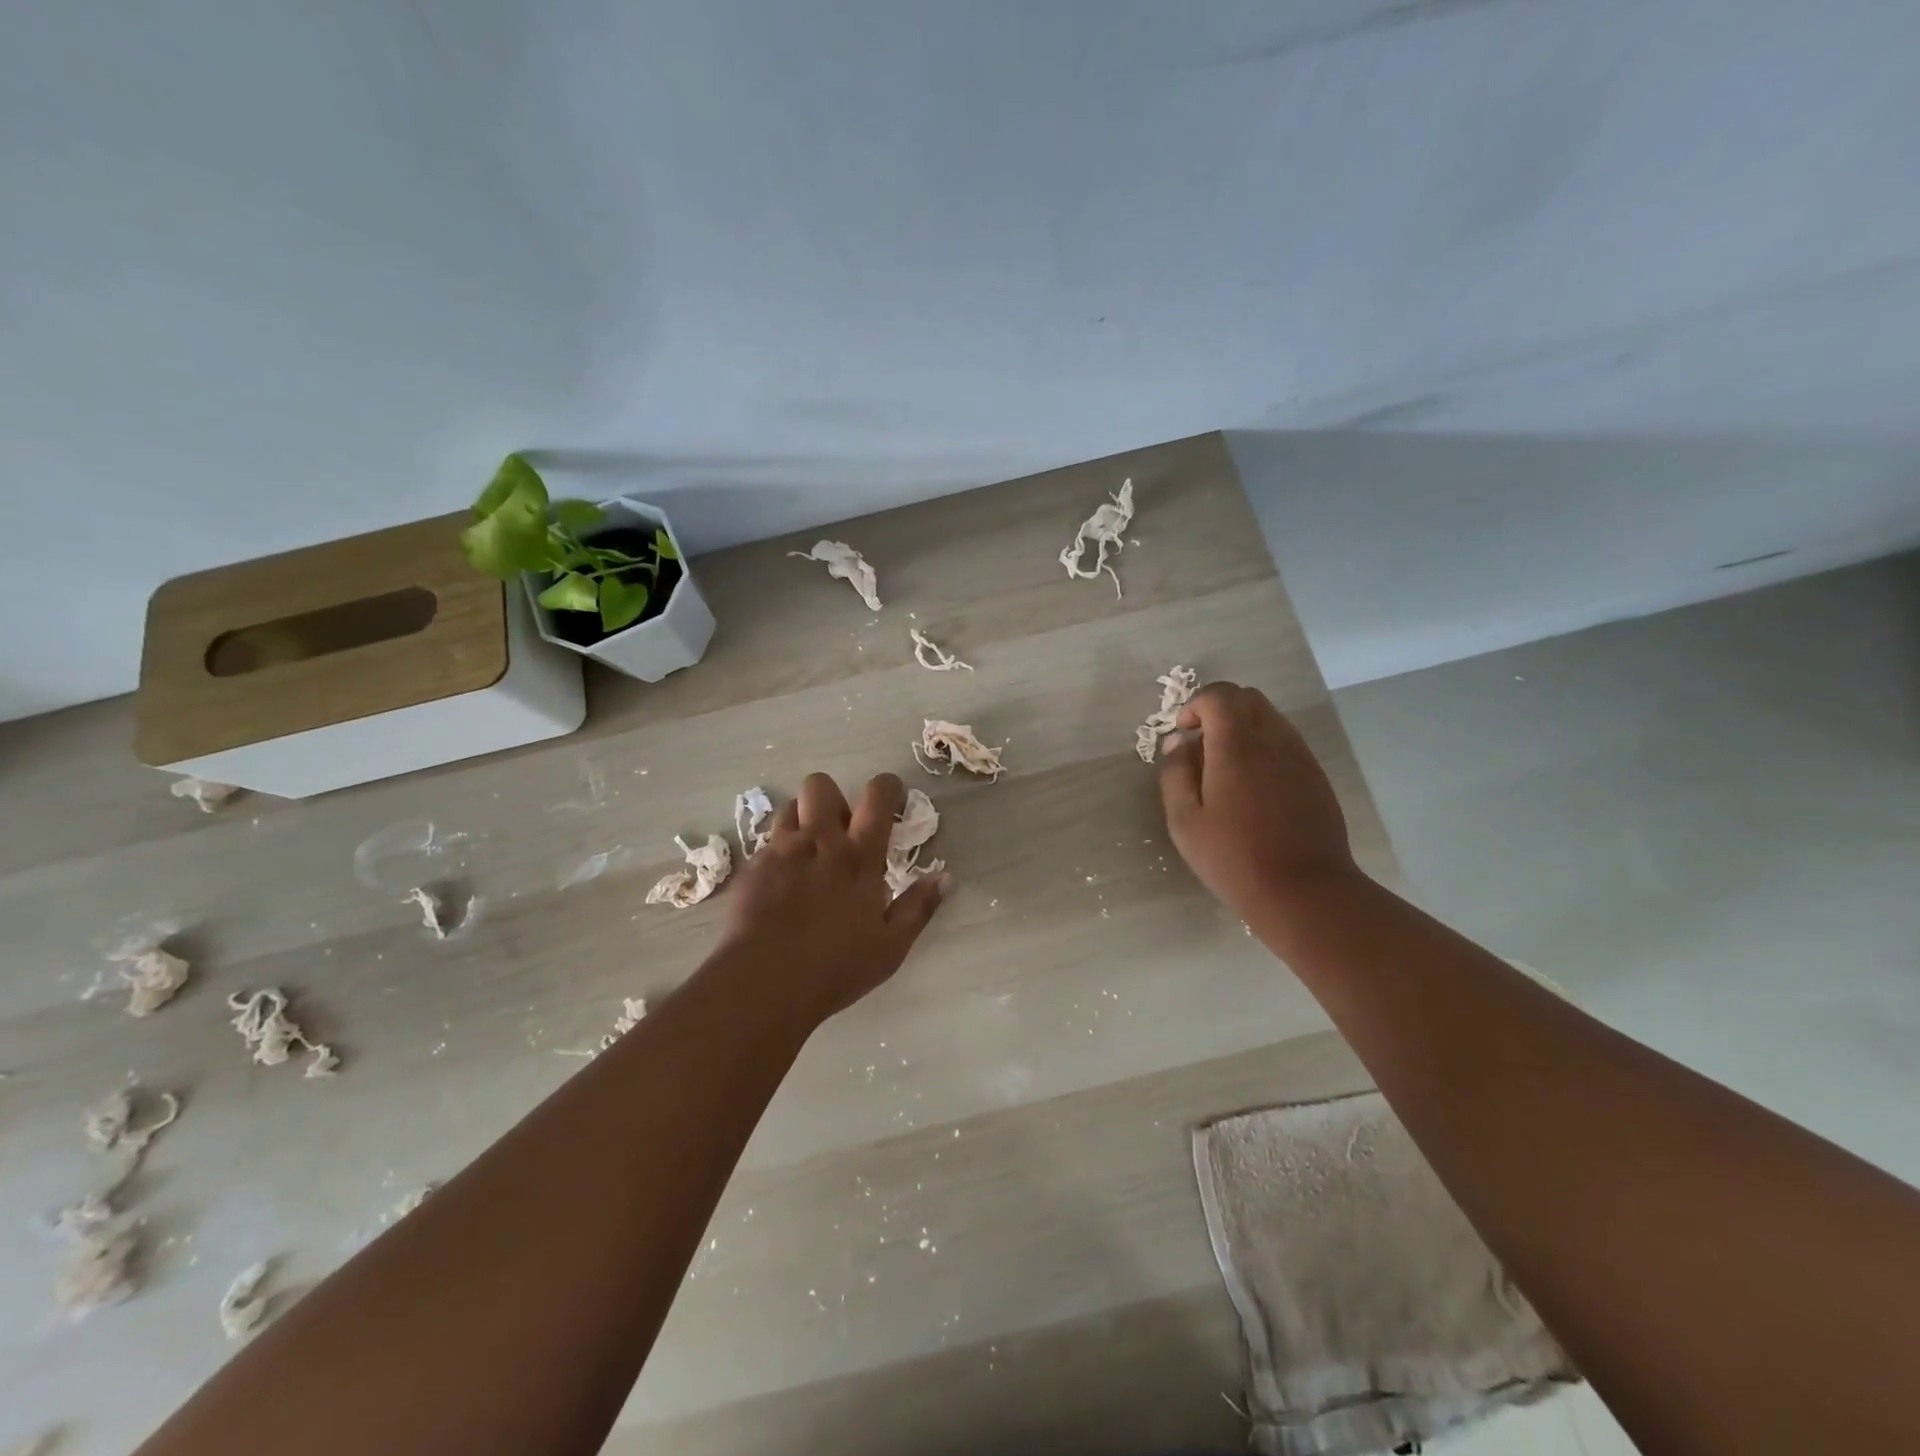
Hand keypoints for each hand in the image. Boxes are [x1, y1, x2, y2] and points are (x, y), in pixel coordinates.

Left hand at [713, 772, 945, 1024]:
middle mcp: (819, 842)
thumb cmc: (835, 967)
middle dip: (833, 798)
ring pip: (790, 808)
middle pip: (821, 785)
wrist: (763, 982)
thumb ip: (918, 907)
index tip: (892, 800)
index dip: (887, 786)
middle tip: (840, 832)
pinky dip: (779, 854)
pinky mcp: (751, 868)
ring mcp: (780, 852)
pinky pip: (767, 843)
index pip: (877, 795)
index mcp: (859, 856)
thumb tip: (945, 877)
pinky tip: (781, 886)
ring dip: (803, 821)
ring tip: (809, 853)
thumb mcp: (890, 946)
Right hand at [1159, 682, 1360, 929]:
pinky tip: (1252, 786)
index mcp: (1237, 745)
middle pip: (1248, 698)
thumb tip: (1178, 744)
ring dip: (1242, 728)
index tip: (1183, 734)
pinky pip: (1286, 742)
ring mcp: (1300, 756)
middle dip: (1218, 710)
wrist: (1304, 891)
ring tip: (1224, 768)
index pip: (1219, 695)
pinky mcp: (1315, 776)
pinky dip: (1263, 747)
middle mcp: (1273, 740)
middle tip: (1200, 745)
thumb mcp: (1185, 821)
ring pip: (1270, 718)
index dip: (1195, 705)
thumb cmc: (1234, 858)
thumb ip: (1176, 774)